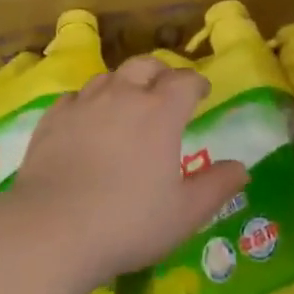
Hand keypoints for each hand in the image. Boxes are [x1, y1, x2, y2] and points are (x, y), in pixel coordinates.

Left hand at [12, 55, 248, 283]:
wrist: (53, 228)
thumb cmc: (128, 222)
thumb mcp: (184, 214)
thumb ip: (216, 187)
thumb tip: (240, 167)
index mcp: (160, 112)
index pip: (184, 81)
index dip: (196, 83)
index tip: (201, 93)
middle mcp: (123, 95)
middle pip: (145, 65)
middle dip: (160, 72)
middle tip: (166, 90)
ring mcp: (84, 103)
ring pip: (108, 77)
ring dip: (124, 83)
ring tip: (127, 103)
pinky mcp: (53, 118)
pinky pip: (75, 97)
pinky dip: (88, 102)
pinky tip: (87, 119)